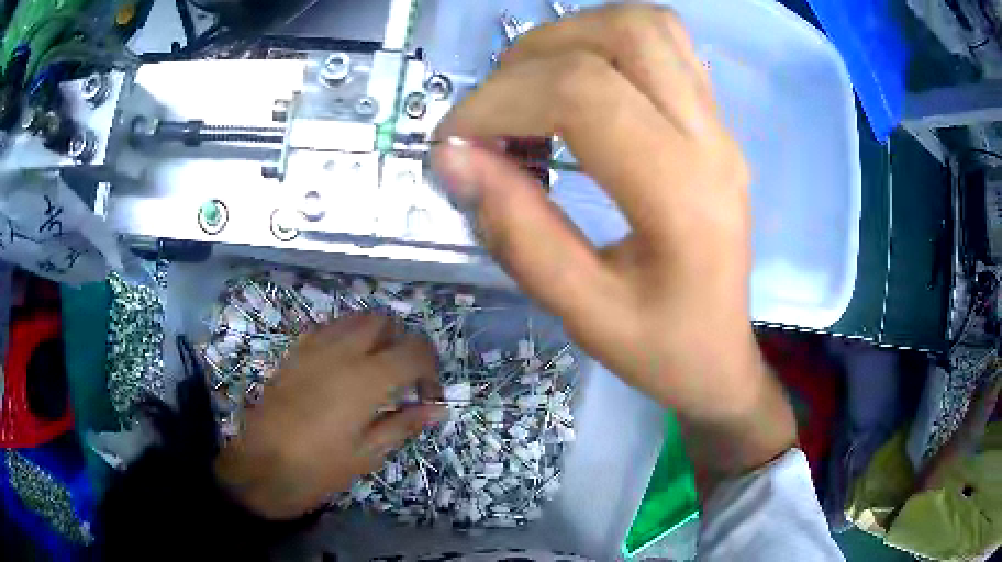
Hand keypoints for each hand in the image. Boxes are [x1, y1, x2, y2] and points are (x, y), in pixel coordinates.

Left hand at [214, 314, 444, 518]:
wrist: (261, 467)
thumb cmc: (318, 468)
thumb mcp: (367, 454)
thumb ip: (404, 424)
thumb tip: (438, 410)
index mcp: (366, 379)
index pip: (414, 350)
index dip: (430, 369)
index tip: (428, 396)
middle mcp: (342, 351)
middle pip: (384, 322)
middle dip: (402, 343)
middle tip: (402, 379)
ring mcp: (314, 347)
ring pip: (355, 318)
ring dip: (374, 336)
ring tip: (375, 370)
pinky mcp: (295, 352)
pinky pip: (328, 328)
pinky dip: (346, 337)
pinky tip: (343, 368)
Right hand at [433, 5, 794, 488]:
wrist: (721, 356)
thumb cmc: (662, 350)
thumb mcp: (582, 313)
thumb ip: (517, 233)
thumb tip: (455, 157)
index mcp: (683, 197)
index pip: (583, 95)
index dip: (499, 102)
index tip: (454, 142)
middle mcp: (711, 141)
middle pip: (622, 35)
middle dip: (531, 58)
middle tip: (493, 113)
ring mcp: (719, 124)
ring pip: (647, 25)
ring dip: (572, 38)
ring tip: (531, 90)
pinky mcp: (714, 121)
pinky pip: (665, 44)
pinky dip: (606, 44)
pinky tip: (578, 88)